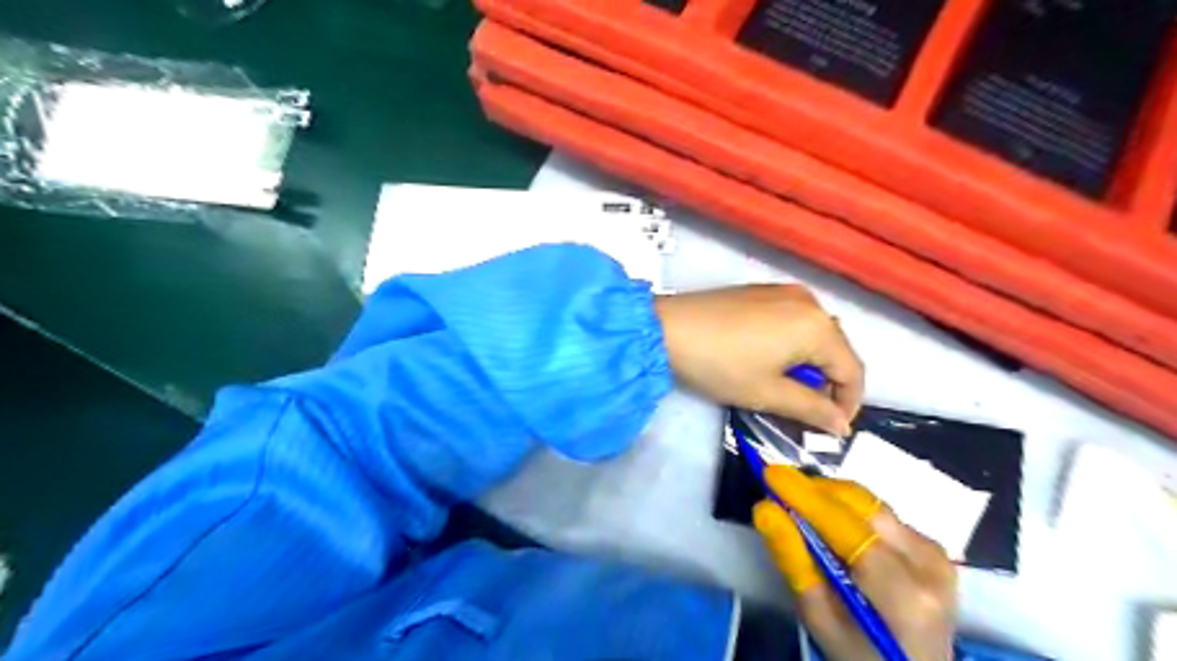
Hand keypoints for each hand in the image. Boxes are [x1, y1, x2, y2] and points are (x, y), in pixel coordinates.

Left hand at [652, 283, 861, 435]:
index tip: (832, 429)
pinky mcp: (761, 290)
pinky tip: (770, 359)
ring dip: (810, 363)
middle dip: (829, 383)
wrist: (665, 328)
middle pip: (836, 348)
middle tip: (808, 412)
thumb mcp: (767, 393)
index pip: (852, 370)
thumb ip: (811, 409)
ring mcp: (784, 290)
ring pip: (815, 333)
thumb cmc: (720, 365)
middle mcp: (809, 300)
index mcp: (817, 325)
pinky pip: (794, 319)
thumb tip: (842, 425)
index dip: (848, 404)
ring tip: (787, 387)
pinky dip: (793, 343)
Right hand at [754, 465, 953, 659]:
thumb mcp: (819, 619)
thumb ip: (793, 560)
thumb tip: (765, 509)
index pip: (847, 529)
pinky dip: (849, 511)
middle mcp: (927, 564)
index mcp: (903, 594)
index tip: (769, 472)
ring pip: (871, 504)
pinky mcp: (933, 547)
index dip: (806, 497)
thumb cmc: (860, 654)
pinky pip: (881, 514)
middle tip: (779, 489)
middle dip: (816, 491)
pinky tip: (832, 525)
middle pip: (862, 506)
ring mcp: (936, 553)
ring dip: (831, 498)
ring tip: (800, 505)